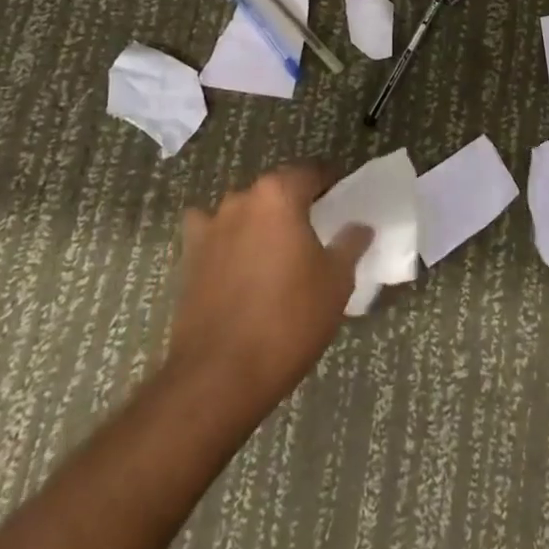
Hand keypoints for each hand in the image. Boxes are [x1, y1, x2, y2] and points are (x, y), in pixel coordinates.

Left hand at [161, 163, 372, 411]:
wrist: (219, 376)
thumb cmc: (289, 320)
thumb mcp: (337, 281)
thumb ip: (350, 243)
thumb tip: (359, 226)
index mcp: (279, 194)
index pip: (312, 172)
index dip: (331, 184)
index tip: (344, 201)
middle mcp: (242, 199)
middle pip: (277, 188)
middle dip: (296, 202)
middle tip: (317, 229)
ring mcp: (211, 226)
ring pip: (245, 210)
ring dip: (262, 220)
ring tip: (278, 251)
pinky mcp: (189, 257)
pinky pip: (212, 233)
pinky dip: (225, 238)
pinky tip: (234, 258)